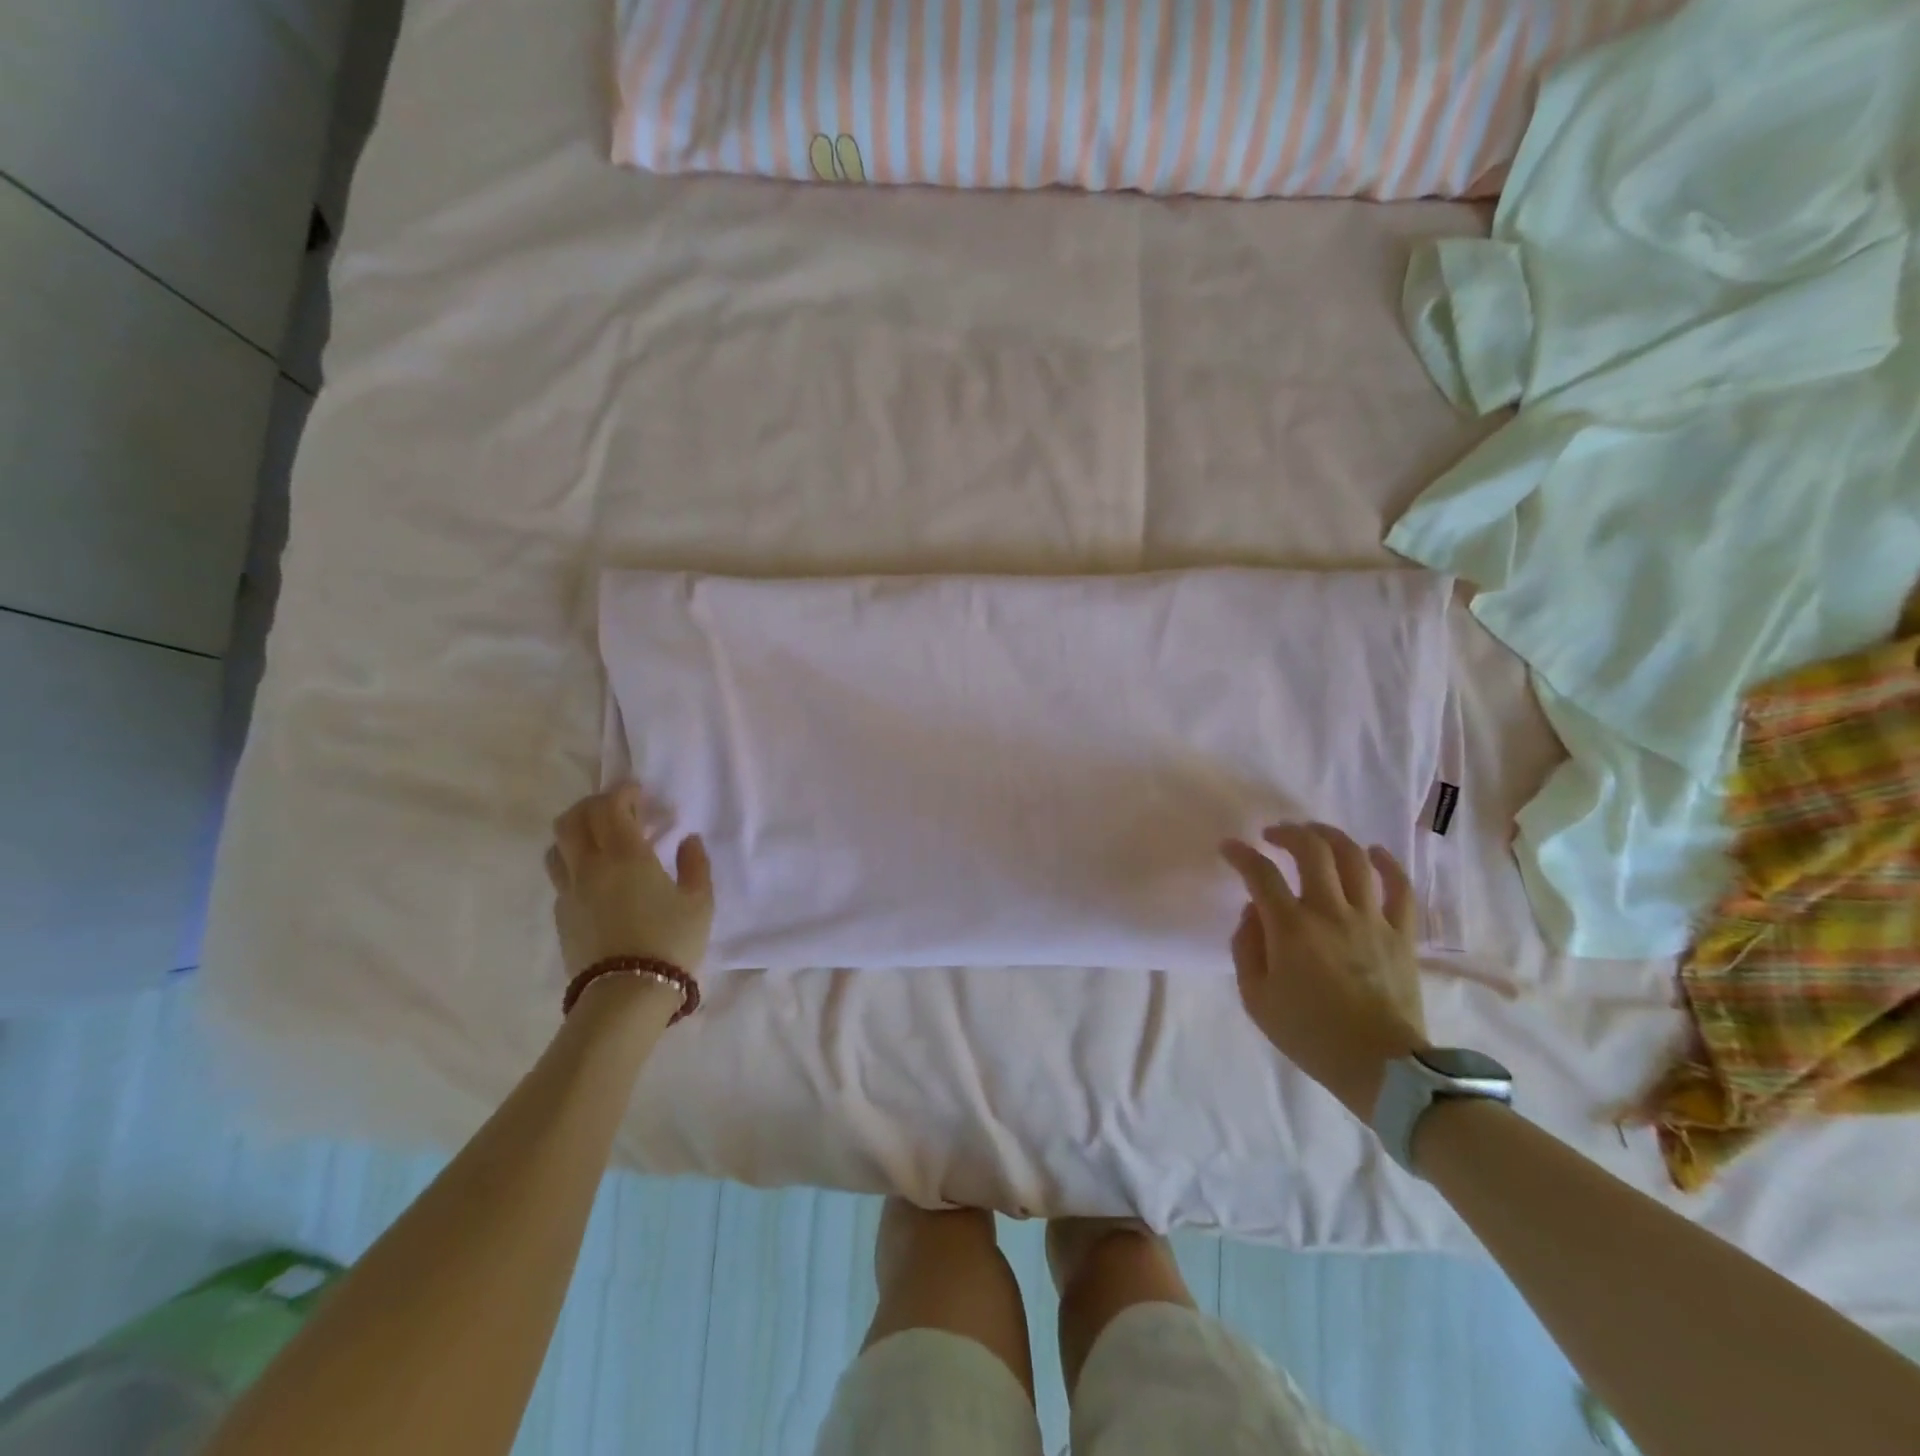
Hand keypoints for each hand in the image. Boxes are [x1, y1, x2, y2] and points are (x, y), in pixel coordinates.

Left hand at [546, 784, 712, 980]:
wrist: (627, 994)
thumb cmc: (670, 941)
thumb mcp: (700, 901)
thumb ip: (695, 864)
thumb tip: (688, 840)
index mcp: (625, 855)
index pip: (610, 807)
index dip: (623, 793)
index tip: (639, 793)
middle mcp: (590, 866)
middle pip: (572, 819)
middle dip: (593, 805)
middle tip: (618, 808)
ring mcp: (569, 891)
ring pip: (558, 846)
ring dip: (576, 832)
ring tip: (600, 839)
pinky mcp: (561, 915)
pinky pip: (561, 875)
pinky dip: (575, 862)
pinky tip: (597, 877)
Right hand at [1222, 823, 1428, 1120]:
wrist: (1381, 1068)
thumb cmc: (1310, 1034)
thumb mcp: (1256, 998)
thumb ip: (1246, 947)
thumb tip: (1254, 912)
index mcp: (1291, 928)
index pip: (1260, 874)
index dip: (1241, 855)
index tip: (1229, 848)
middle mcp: (1331, 912)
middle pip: (1311, 851)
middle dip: (1288, 833)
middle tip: (1274, 835)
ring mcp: (1371, 919)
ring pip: (1354, 859)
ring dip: (1331, 837)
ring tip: (1315, 834)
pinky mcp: (1401, 934)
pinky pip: (1400, 888)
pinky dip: (1388, 864)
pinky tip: (1374, 852)